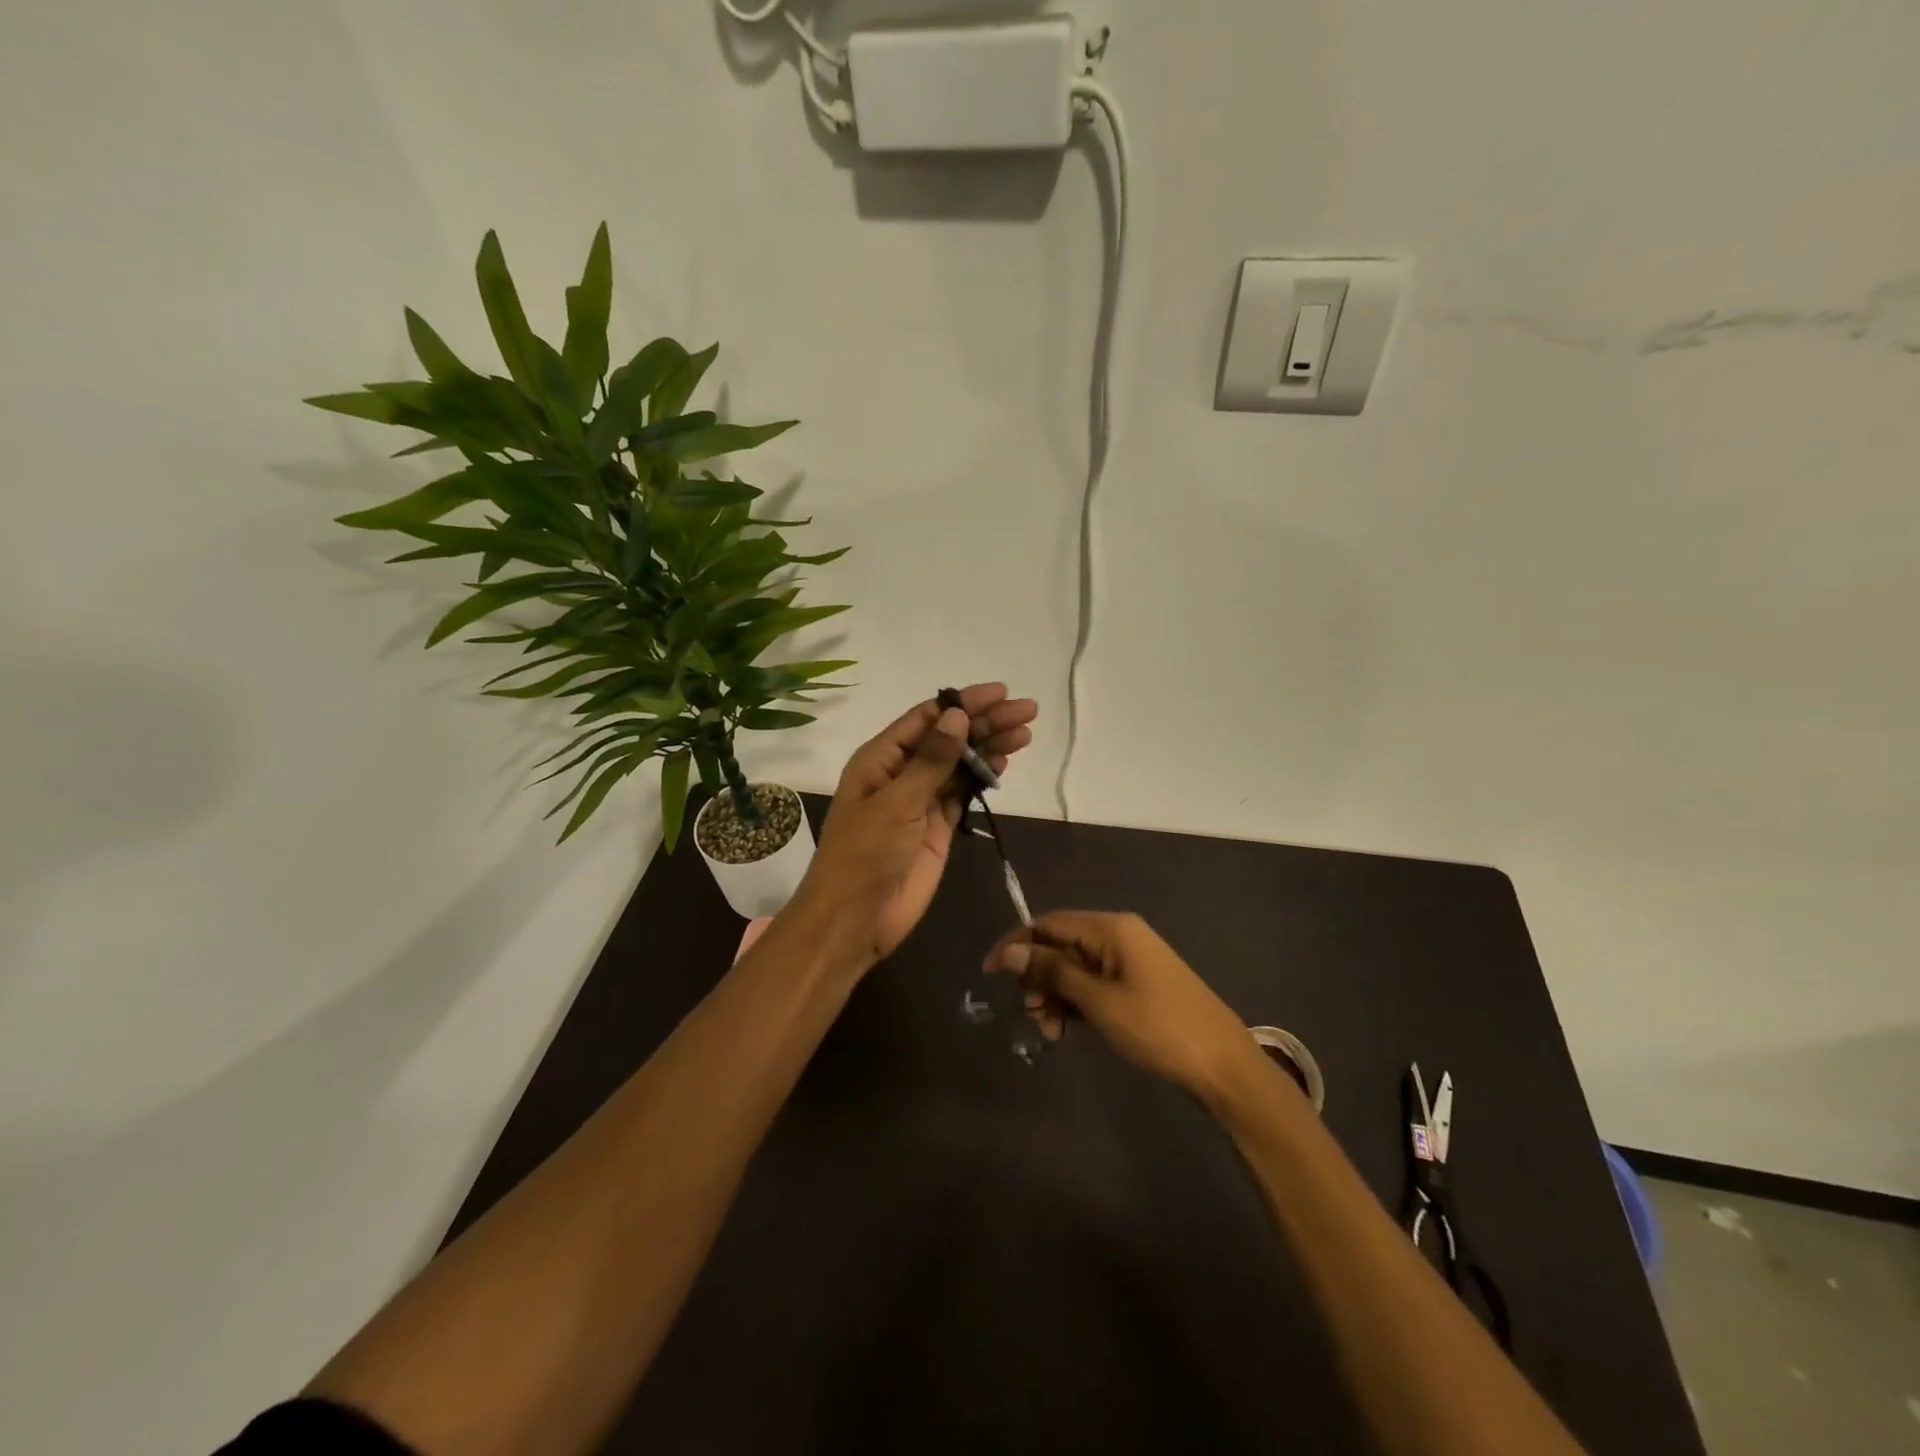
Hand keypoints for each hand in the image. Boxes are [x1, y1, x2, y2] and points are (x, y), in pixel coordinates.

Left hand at [792, 684, 1037, 967]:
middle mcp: (901, 773)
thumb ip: (931, 760)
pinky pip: (963, 794)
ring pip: (960, 764)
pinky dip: (983, 778)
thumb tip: (958, 715)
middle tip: (1027, 710)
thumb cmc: (866, 854)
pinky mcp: (937, 828)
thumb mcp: (897, 802)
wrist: (855, 919)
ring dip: (989, 748)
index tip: (1000, 693)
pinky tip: (1004, 763)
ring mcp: (921, 801)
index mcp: (880, 759)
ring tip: (1025, 733)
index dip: (963, 702)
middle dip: (985, 722)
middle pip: (948, 738)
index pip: (927, 718)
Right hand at [984, 911, 1265, 1099]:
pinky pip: (1094, 983)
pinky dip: (1077, 1003)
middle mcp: (1118, 934)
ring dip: (1055, 996)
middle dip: (1038, 978)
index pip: (1049, 923)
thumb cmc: (1158, 1028)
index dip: (1017, 945)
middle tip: (1031, 1016)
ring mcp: (1130, 959)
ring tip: (1051, 1032)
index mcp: (1111, 928)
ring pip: (1075, 968)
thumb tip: (1009, 952)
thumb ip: (1053, 973)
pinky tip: (1069, 1030)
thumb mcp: (1100, 1002)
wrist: (1223, 1064)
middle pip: (1061, 945)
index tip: (989, 975)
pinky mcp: (1137, 983)